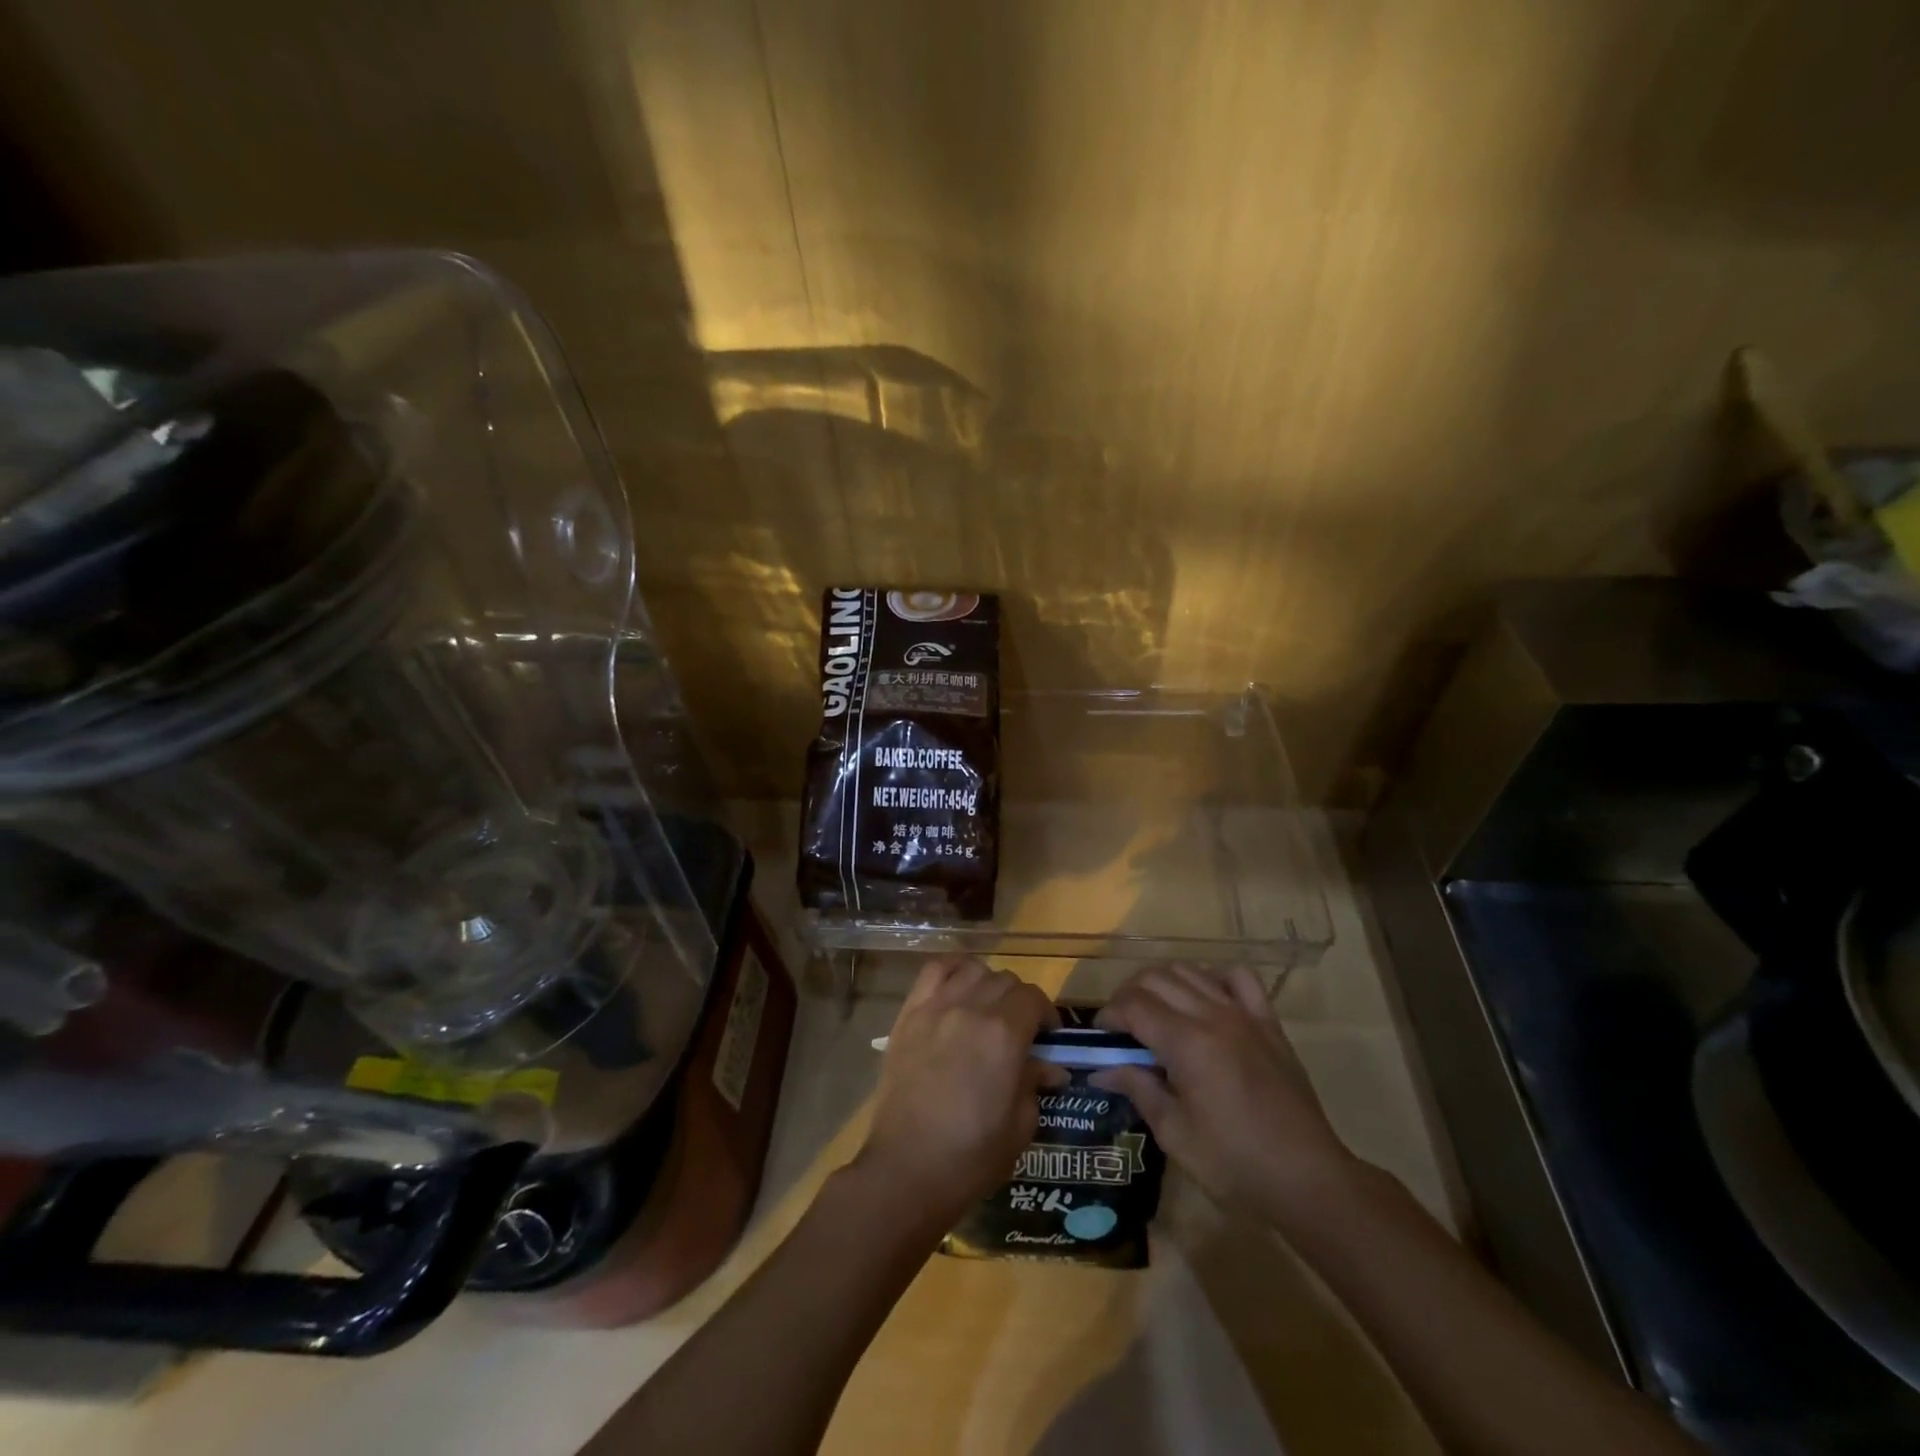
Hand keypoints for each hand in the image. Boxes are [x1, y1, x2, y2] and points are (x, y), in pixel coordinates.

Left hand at [855, 957, 1064, 1225]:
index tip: (1048, 1038)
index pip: (1034, 998)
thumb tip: (1050, 1067)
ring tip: (987, 1009)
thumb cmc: (971, 1156)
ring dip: (988, 984)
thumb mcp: (1020, 1125)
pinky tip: (958, 988)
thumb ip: (1035, 1084)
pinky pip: (934, 971)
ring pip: (973, 970)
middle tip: (1019, 1031)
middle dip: (1020, 1002)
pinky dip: (952, 971)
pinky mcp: (909, 1014)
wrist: (906, 1169)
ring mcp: (936, 1007)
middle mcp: (971, 1008)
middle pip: (1006, 981)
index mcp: (1004, 1034)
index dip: (1046, 1015)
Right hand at [1092, 964, 1354, 1224]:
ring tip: (1155, 1012)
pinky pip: (1239, 978)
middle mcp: (1212, 1015)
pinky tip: (1205, 1001)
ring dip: (1163, 983)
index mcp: (1186, 1043)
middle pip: (1156, 978)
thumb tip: (1102, 1069)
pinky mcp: (1268, 1022)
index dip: (1109, 1015)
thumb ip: (1138, 1089)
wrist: (1307, 1179)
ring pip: (1191, 970)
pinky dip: (1214, 977)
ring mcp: (1244, 1014)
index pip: (1133, 1005)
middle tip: (1122, 1027)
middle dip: (1129, 995)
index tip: (1101, 1037)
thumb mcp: (1175, 1133)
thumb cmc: (1235, 1164)